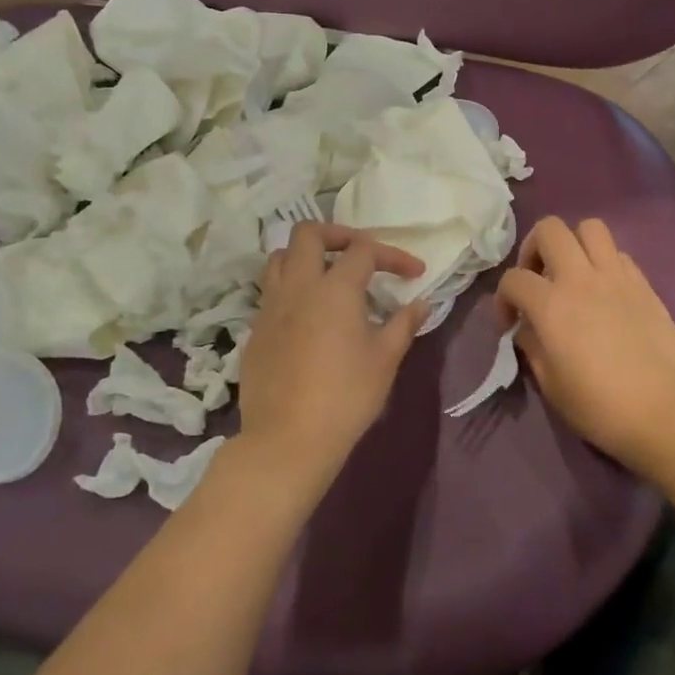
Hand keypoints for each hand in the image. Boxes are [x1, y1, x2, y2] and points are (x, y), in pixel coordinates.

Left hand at [238, 223, 429, 488]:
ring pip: (280, 257)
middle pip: (309, 234)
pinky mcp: (255, 330)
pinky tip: (307, 316)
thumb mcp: (385, 360)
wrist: (288, 439)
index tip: (414, 274)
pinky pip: (270, 292)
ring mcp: (270, 307)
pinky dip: (290, 288)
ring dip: (305, 256)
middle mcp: (298, 286)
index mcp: (335, 288)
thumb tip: (420, 304)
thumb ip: (403, 324)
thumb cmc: (346, 397)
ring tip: (328, 277)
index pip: (364, 250)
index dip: (393, 255)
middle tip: (359, 255)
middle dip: (338, 235)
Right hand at [496, 217, 674, 471]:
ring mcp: (617, 276)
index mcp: (551, 305)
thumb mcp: (551, 385)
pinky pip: (619, 254)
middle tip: (537, 279)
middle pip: (550, 229)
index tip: (509, 324)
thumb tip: (528, 328)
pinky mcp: (644, 284)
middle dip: (533, 249)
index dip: (502, 299)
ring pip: (590, 227)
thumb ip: (532, 347)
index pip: (513, 279)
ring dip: (573, 244)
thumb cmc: (600, 407)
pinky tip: (604, 292)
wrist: (666, 412)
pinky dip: (604, 262)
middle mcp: (581, 278)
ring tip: (571, 274)